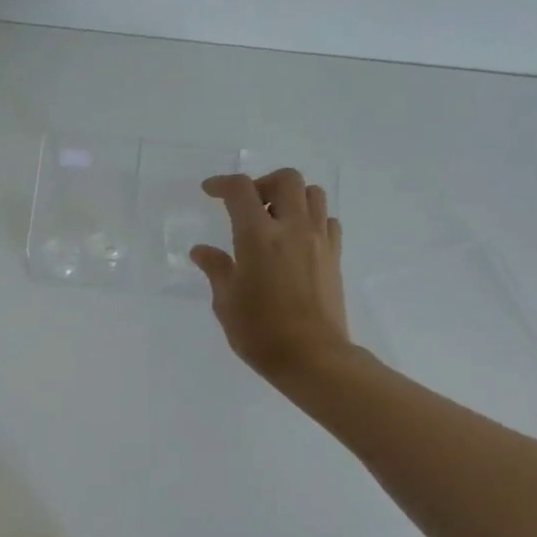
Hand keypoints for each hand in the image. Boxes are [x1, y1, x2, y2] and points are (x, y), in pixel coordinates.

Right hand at [192, 168, 352, 381]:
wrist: (312, 357)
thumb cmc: (260, 332)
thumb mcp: (226, 302)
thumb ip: (216, 269)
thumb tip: (202, 251)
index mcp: (258, 237)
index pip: (241, 191)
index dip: (222, 184)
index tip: (209, 191)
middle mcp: (292, 228)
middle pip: (286, 179)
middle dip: (263, 184)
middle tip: (248, 206)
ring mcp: (318, 240)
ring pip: (313, 194)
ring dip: (291, 197)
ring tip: (274, 220)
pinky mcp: (334, 256)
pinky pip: (327, 220)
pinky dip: (311, 219)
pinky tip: (296, 240)